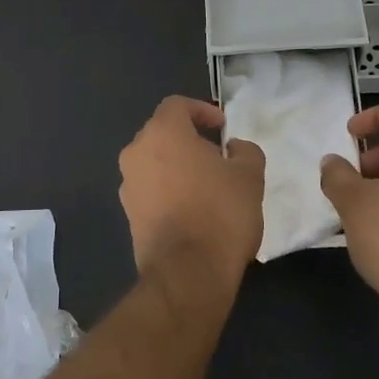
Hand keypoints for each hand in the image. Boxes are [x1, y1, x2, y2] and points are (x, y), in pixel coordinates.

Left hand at [118, 97, 264, 300]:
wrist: (188, 273)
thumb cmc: (220, 213)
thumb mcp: (249, 176)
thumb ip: (245, 151)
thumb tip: (233, 148)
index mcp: (162, 133)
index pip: (177, 105)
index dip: (201, 110)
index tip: (222, 127)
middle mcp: (137, 152)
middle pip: (162, 133)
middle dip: (189, 139)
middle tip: (218, 156)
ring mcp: (128, 185)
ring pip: (154, 162)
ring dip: (178, 166)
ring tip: (208, 185)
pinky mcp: (128, 214)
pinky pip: (150, 189)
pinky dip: (168, 190)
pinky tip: (193, 210)